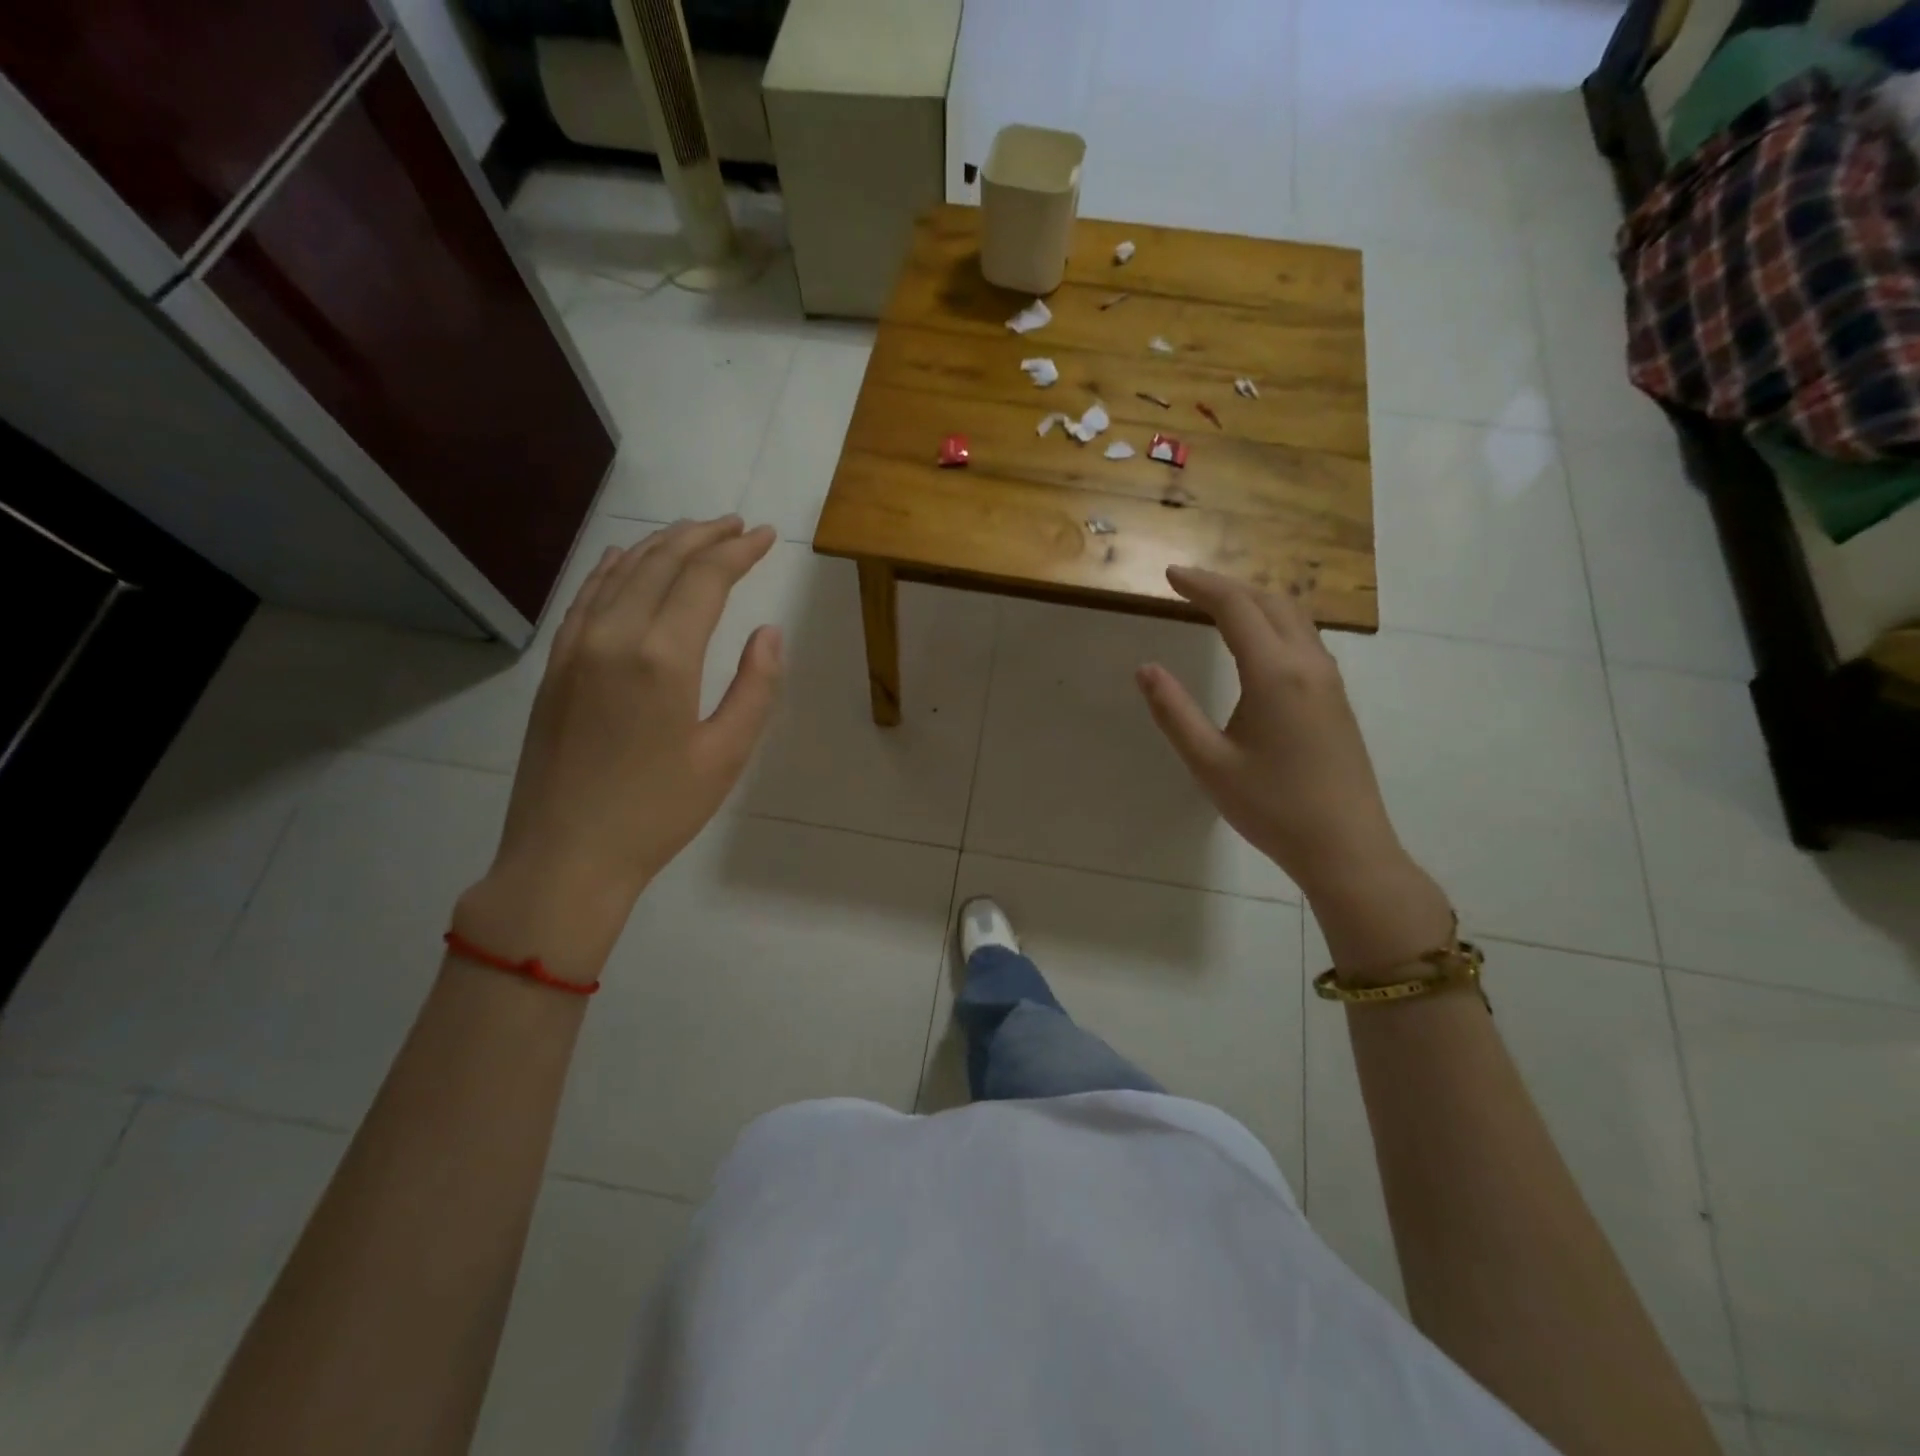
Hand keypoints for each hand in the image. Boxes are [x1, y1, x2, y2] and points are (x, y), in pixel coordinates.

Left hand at [455, 517, 780, 979]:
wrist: (566, 855)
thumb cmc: (658, 811)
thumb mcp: (726, 755)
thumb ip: (756, 687)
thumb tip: (768, 633)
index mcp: (663, 656)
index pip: (705, 579)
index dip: (738, 551)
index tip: (765, 536)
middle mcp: (615, 635)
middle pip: (662, 563)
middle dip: (703, 537)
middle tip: (737, 525)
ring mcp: (576, 647)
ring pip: (621, 572)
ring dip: (661, 545)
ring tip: (694, 532)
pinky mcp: (556, 665)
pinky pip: (586, 597)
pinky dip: (612, 569)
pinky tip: (625, 558)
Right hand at [1137, 566, 1452, 975]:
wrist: (1346, 847)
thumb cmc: (1271, 807)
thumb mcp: (1208, 763)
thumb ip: (1173, 712)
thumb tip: (1146, 669)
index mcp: (1274, 674)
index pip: (1236, 608)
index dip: (1201, 585)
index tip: (1169, 575)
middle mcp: (1307, 664)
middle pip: (1270, 600)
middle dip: (1227, 584)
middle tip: (1188, 585)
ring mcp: (1329, 680)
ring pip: (1294, 616)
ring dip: (1255, 599)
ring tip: (1219, 604)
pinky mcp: (1336, 699)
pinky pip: (1305, 638)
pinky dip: (1274, 621)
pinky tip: (1258, 641)